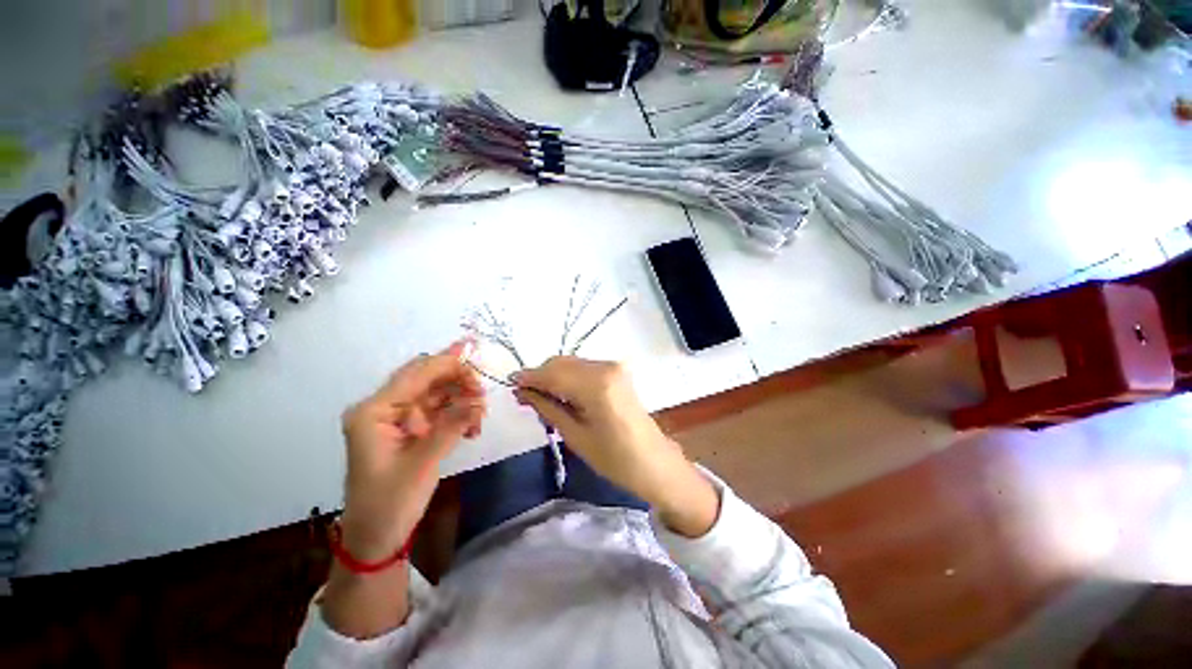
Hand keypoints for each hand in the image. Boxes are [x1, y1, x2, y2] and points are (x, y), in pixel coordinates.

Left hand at [339, 339, 485, 561]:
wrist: (375, 539)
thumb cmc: (390, 503)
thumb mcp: (423, 463)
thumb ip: (452, 426)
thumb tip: (480, 401)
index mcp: (375, 411)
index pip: (416, 374)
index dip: (449, 364)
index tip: (480, 364)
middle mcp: (384, 408)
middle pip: (426, 378)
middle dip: (458, 380)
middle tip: (482, 394)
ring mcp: (397, 418)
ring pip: (436, 393)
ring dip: (461, 399)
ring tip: (480, 416)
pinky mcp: (410, 430)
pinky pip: (439, 410)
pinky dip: (457, 414)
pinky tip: (472, 428)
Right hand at [512, 357, 718, 536]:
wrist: (652, 461)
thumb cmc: (613, 458)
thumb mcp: (574, 435)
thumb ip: (547, 407)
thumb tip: (522, 391)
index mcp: (596, 384)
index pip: (553, 372)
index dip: (529, 377)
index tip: (510, 385)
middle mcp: (605, 367)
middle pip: (561, 363)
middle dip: (541, 377)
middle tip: (525, 397)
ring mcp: (613, 366)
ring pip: (571, 364)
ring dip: (554, 377)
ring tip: (543, 400)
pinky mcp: (616, 371)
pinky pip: (584, 368)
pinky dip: (569, 378)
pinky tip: (563, 395)